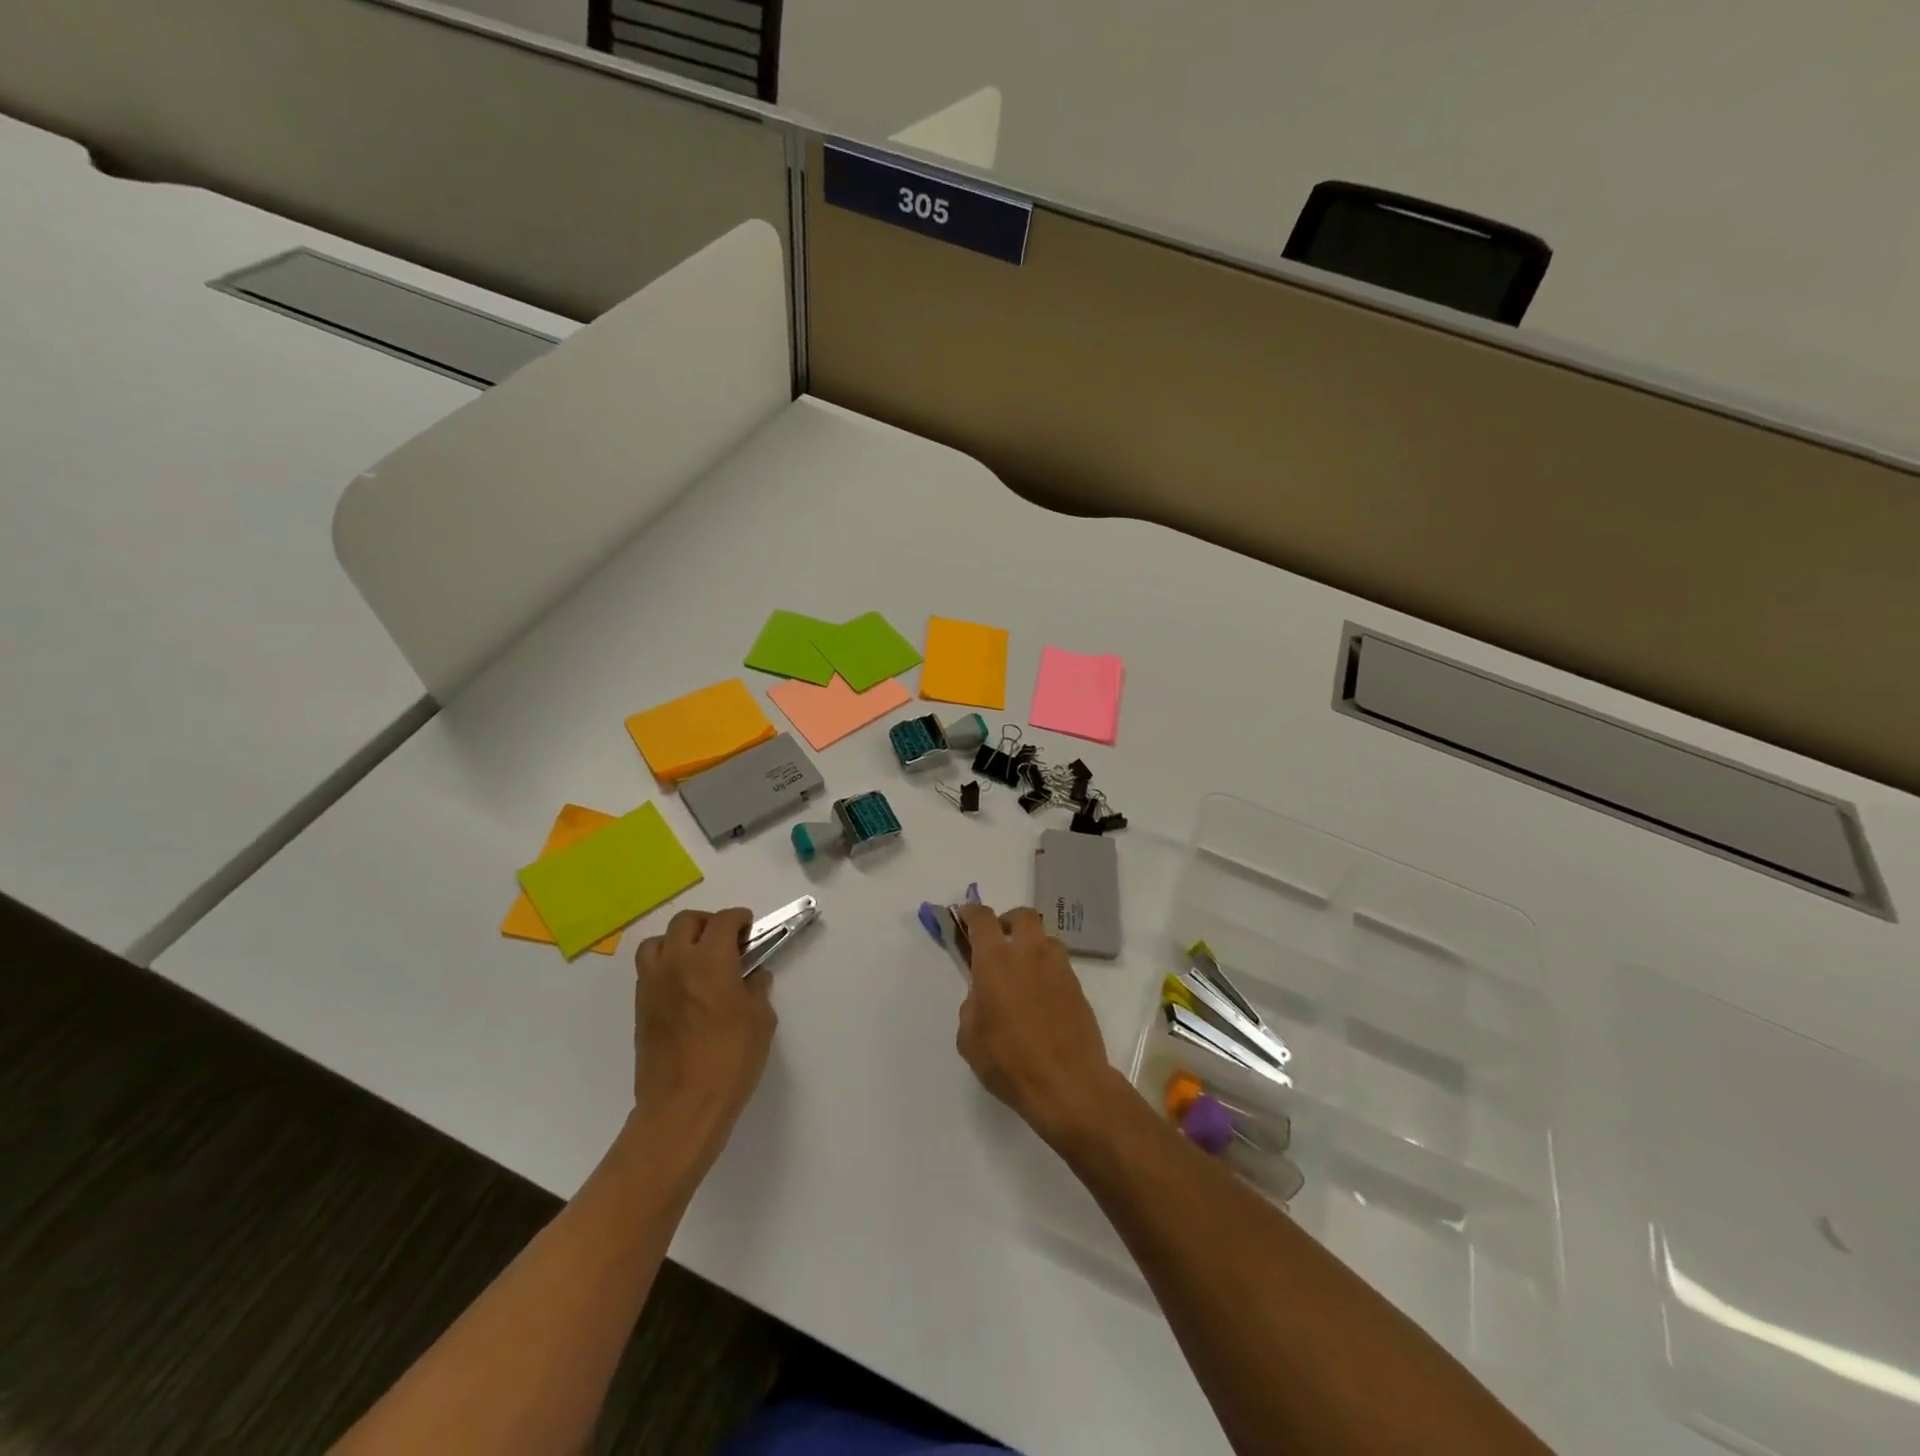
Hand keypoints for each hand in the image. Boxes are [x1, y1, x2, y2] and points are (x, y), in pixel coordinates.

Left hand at [630, 908, 776, 1163]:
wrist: (681, 1107)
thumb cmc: (730, 1061)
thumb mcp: (761, 1021)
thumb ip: (756, 989)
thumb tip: (752, 976)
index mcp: (710, 960)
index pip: (724, 921)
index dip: (740, 919)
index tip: (750, 930)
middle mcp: (677, 963)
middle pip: (686, 921)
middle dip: (708, 923)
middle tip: (726, 941)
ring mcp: (652, 984)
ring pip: (658, 941)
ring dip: (679, 941)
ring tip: (697, 959)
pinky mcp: (640, 1007)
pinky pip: (649, 970)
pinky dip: (665, 965)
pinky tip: (683, 987)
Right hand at [955, 903, 1123, 1148]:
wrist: (1068, 1083)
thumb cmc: (1009, 1061)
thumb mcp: (970, 1038)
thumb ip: (973, 1005)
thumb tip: (984, 996)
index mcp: (996, 960)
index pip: (982, 919)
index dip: (972, 913)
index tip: (965, 916)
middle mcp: (1030, 954)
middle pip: (1022, 917)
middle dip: (1009, 921)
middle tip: (999, 941)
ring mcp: (1059, 968)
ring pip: (1045, 940)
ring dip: (1032, 946)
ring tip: (1022, 973)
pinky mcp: (1078, 987)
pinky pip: (1059, 966)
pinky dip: (1046, 972)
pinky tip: (1040, 999)